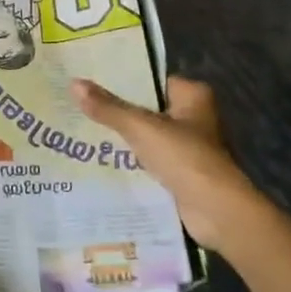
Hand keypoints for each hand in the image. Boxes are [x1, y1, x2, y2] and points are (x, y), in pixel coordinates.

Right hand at [73, 76, 266, 252]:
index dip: (122, 81)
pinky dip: (132, 161)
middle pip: (147, 108)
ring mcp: (190, 147)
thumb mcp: (141, 128)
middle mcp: (195, 117)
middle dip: (117, 111)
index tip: (90, 81)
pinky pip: (151, 160)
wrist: (216, 211)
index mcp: (193, 96)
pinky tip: (101, 160)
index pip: (151, 80)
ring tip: (82, 131)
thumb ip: (108, 107)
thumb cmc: (184, 157)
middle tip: (79, 106)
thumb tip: (74, 83)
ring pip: (147, 136)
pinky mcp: (183, 173)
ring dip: (123, 138)